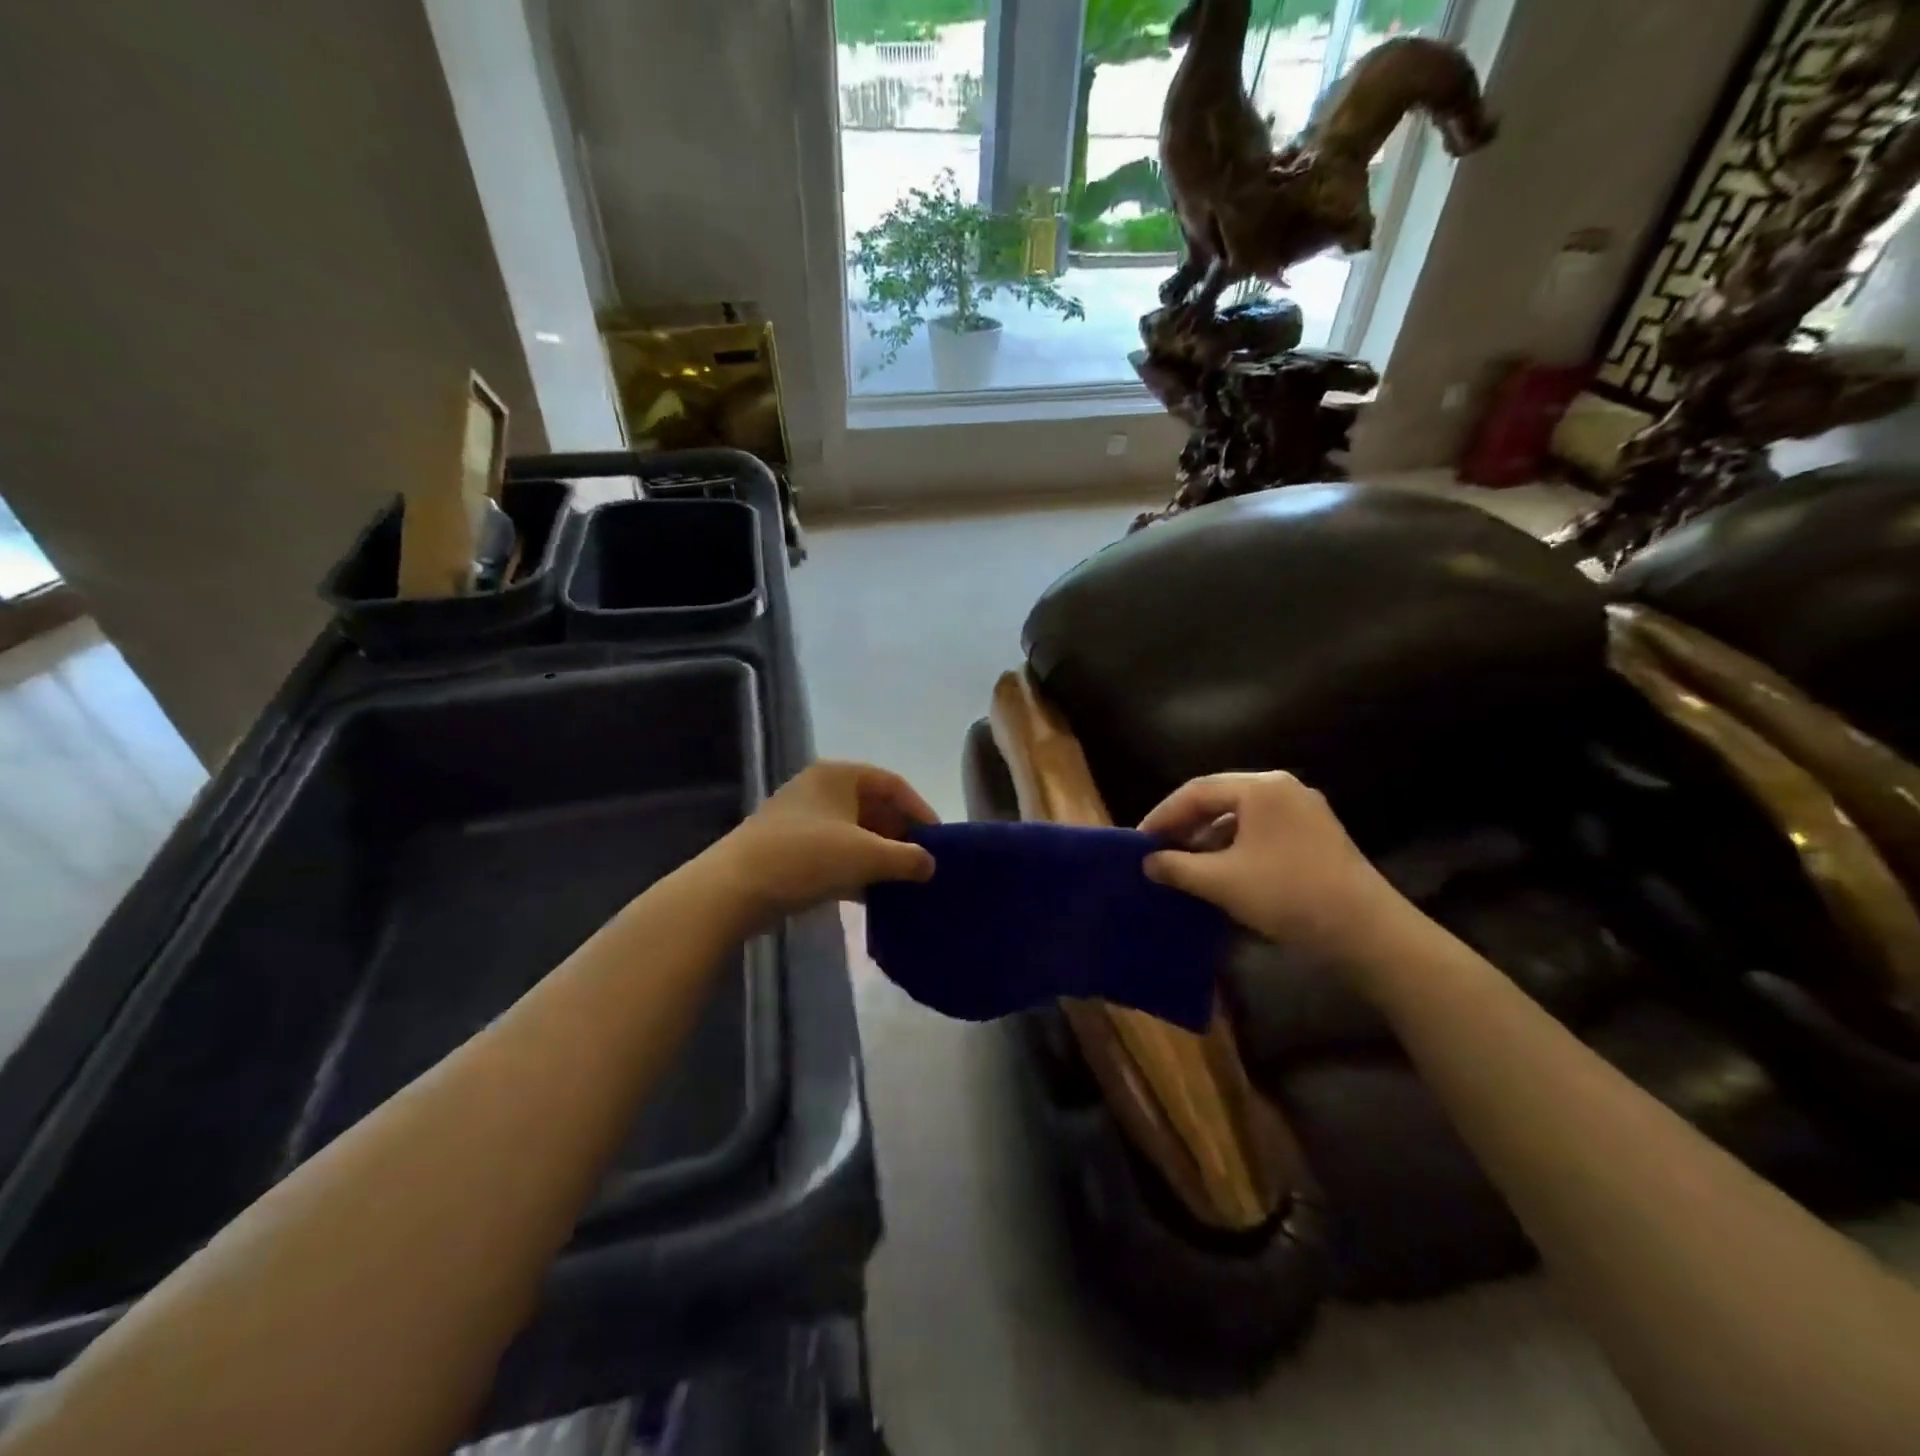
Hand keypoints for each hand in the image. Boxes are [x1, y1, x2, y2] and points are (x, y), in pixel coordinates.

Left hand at [720, 761, 936, 922]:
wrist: (735, 888)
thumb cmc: (807, 857)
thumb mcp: (866, 856)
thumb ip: (907, 858)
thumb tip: (931, 864)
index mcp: (839, 775)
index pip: (893, 784)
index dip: (920, 810)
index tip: (938, 841)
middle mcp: (820, 789)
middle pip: (873, 807)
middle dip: (899, 836)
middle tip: (921, 864)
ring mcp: (802, 818)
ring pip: (854, 832)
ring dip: (879, 855)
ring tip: (902, 882)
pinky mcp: (790, 847)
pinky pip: (834, 852)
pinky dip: (855, 868)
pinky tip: (872, 895)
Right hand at [1140, 771, 1399, 959]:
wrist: (1367, 932)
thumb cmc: (1287, 895)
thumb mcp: (1222, 882)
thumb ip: (1177, 866)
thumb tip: (1148, 862)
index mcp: (1261, 787)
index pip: (1197, 791)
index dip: (1163, 815)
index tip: (1139, 841)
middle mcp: (1283, 789)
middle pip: (1220, 799)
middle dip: (1185, 825)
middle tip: (1158, 850)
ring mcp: (1304, 812)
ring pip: (1241, 817)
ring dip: (1209, 839)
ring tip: (1185, 865)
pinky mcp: (1316, 837)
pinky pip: (1262, 832)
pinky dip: (1235, 848)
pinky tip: (1221, 873)